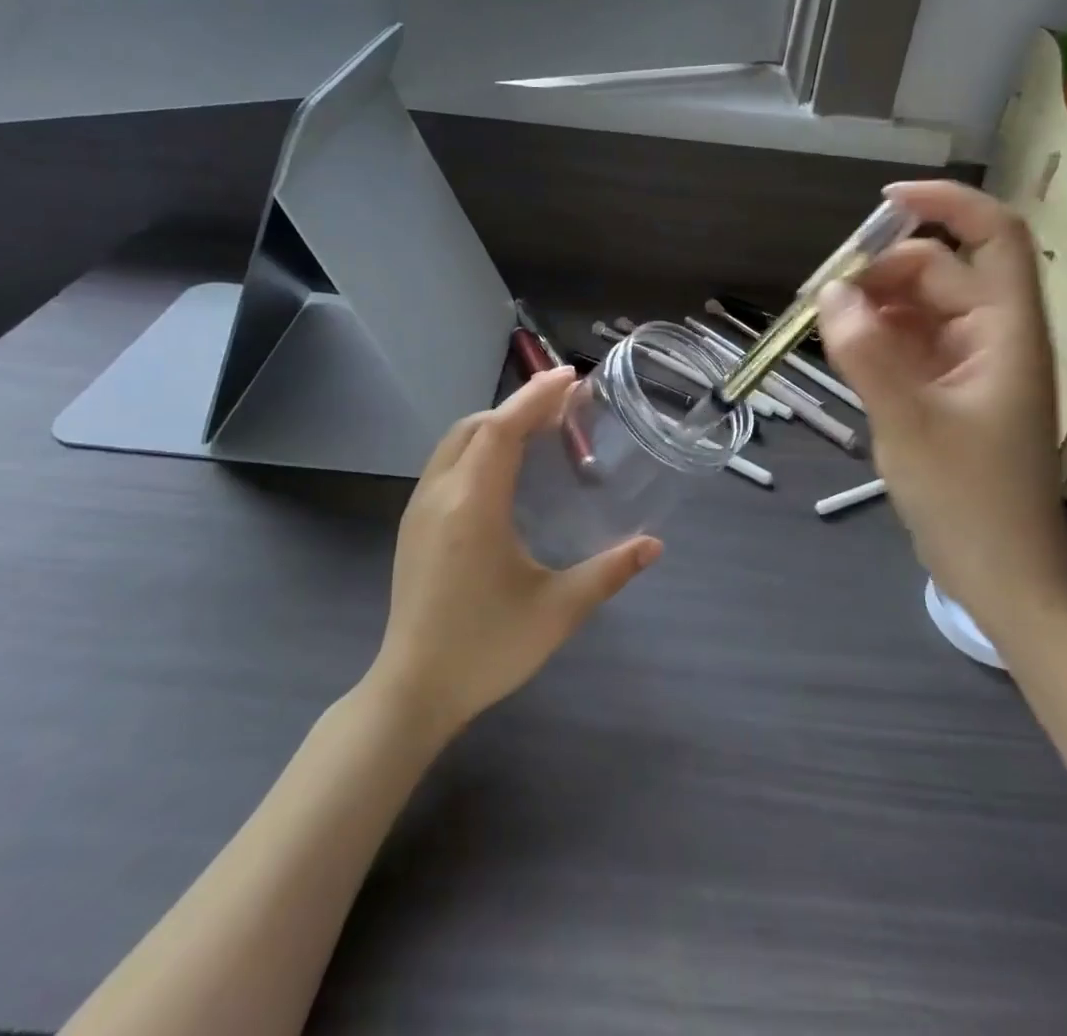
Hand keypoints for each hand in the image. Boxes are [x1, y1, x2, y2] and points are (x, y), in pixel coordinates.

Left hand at [369, 369, 661, 737]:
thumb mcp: (557, 610)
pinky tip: (505, 471)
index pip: (502, 428)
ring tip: (539, 431)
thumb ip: (609, 572)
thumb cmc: (487, 648)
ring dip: (496, 424)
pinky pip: (447, 463)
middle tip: (565, 407)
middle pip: (477, 426)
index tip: (571, 376)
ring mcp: (419, 509)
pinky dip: (478, 446)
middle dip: (520, 406)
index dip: (536, 396)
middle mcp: (440, 494)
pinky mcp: (413, 525)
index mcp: (473, 506)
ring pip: (456, 441)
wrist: (413, 691)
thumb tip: (654, 545)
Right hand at [816, 180, 1066, 641]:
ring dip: (873, 306)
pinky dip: (876, 338)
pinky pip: (910, 343)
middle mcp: (993, 336)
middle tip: (821, 299)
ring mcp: (971, 364)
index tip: (882, 203)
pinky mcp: (950, 390)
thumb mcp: (909, 424)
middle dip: (881, 272)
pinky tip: (844, 353)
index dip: (945, 204)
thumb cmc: (970, 501)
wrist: (1003, 577)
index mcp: (1005, 331)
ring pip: (919, 307)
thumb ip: (868, 354)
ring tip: (824, 328)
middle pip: (939, 271)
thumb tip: (831, 293)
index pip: (992, 236)